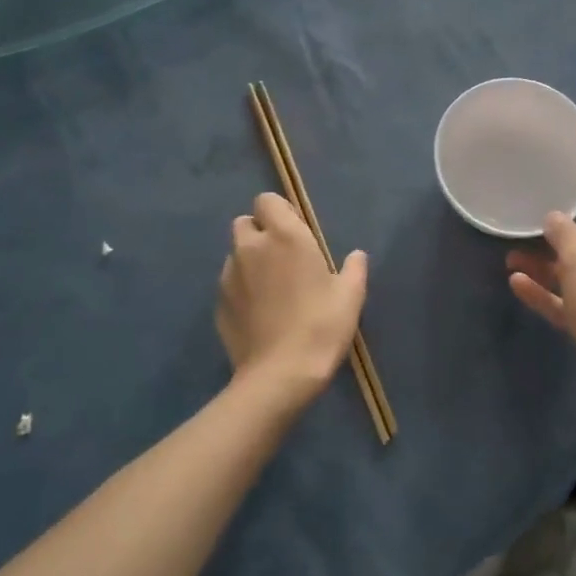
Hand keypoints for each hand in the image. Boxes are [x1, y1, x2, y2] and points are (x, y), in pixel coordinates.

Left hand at [217, 192, 368, 408]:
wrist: (280, 375)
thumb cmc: (321, 326)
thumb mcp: (351, 296)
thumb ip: (354, 268)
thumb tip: (356, 255)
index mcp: (284, 236)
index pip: (267, 200)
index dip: (280, 212)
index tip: (297, 232)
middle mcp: (251, 247)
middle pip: (244, 222)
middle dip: (260, 232)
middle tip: (282, 258)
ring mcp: (229, 275)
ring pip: (235, 254)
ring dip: (249, 260)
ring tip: (271, 288)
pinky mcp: (218, 303)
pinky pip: (229, 284)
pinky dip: (241, 289)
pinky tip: (259, 313)